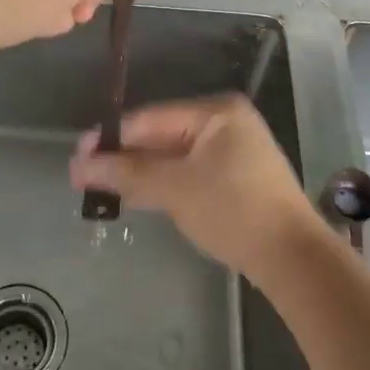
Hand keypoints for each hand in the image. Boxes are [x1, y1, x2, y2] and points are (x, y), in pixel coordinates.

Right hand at [69, 95, 321, 278]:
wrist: (291, 257)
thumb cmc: (233, 210)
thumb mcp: (175, 187)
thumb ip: (127, 172)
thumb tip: (80, 165)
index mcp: (216, 112)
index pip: (151, 118)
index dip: (111, 137)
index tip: (77, 156)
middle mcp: (224, 123)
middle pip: (160, 136)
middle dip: (122, 157)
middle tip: (82, 176)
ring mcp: (231, 152)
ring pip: (172, 157)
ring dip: (137, 173)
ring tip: (97, 188)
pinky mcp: (233, 179)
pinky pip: (187, 173)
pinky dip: (161, 184)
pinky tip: (132, 196)